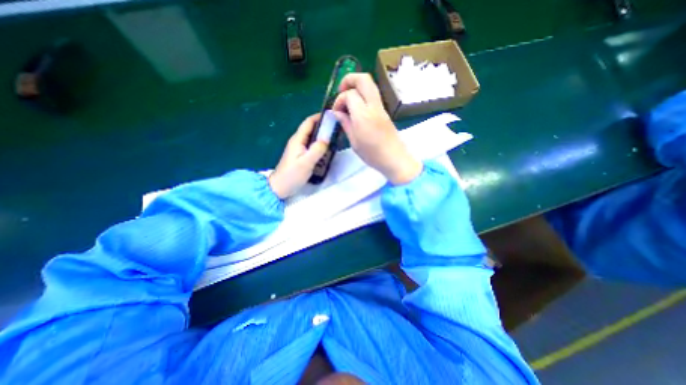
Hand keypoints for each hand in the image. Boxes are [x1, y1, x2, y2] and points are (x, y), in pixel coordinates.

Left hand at [268, 113, 328, 198]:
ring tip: (335, 138)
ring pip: (312, 138)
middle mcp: (297, 141)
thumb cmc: (292, 175)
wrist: (280, 187)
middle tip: (337, 128)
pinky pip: (312, 146)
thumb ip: (317, 150)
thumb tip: (327, 138)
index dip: (319, 117)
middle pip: (311, 129)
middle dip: (323, 126)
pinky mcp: (300, 156)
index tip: (332, 116)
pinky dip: (320, 145)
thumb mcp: (306, 162)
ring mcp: (298, 149)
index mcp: (298, 140)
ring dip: (322, 136)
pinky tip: (327, 150)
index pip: (308, 122)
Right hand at [330, 73, 420, 186]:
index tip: (336, 112)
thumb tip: (337, 112)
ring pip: (370, 84)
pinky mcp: (385, 111)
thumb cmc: (373, 155)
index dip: (339, 100)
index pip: (349, 95)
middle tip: (341, 91)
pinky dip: (363, 94)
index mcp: (363, 116)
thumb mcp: (354, 142)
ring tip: (348, 99)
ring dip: (357, 85)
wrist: (395, 159)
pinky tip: (357, 107)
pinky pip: (373, 95)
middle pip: (364, 79)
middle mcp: (374, 107)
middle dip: (349, 79)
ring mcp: (381, 108)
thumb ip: (346, 124)